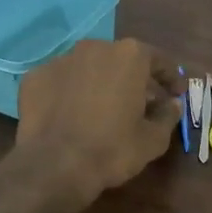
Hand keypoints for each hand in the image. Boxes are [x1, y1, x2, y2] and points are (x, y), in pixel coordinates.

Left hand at [13, 38, 180, 207]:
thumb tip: (172, 104)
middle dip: (132, 79)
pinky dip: (68, 93)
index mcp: (129, 55)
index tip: (175, 94)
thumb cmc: (112, 149)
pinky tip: (70, 115)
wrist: (54, 165)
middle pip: (121, 60)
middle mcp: (95, 47)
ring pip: (88, 68)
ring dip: (98, 83)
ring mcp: (61, 59)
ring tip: (102, 109)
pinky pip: (60, 81)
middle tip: (140, 103)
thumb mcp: (153, 139)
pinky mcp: (35, 76)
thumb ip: (167, 116)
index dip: (170, 78)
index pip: (158, 60)